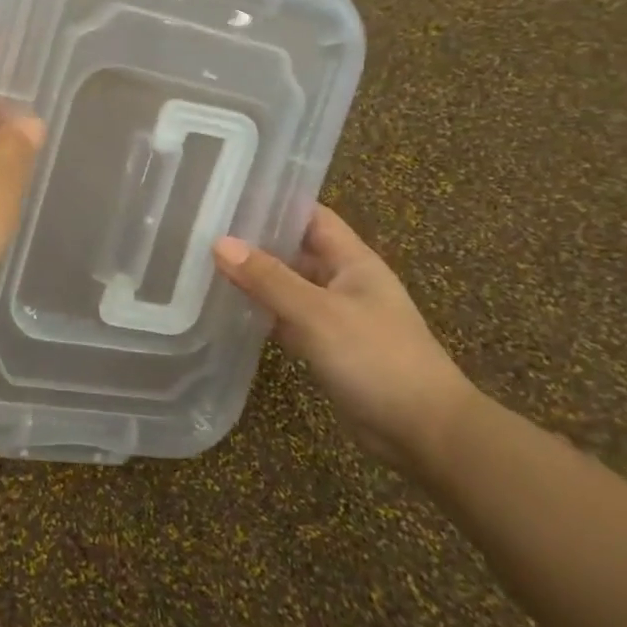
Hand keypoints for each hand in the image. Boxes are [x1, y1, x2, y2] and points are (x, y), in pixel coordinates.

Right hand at [212, 205, 477, 472]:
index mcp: (353, 261)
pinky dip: (262, 314)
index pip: (311, 217)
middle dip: (255, 241)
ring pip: (288, 287)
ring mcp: (335, 316)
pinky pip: (287, 320)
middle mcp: (343, 282)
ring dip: (255, 279)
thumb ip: (269, 279)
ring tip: (204, 263)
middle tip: (203, 229)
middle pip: (295, 250)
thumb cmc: (377, 358)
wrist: (424, 432)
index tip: (230, 195)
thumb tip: (219, 243)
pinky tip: (228, 310)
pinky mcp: (326, 348)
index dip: (276, 203)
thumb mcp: (318, 313)